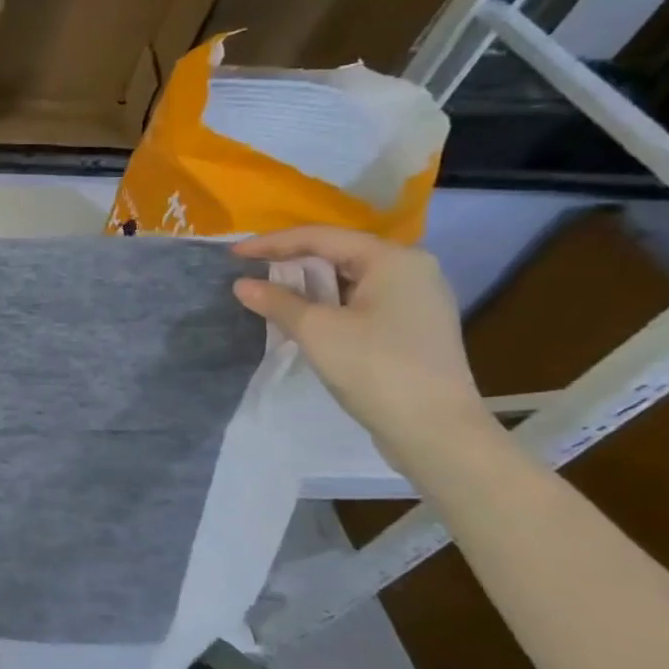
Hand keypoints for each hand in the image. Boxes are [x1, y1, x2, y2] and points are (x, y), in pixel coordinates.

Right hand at [231, 226, 492, 458]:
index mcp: (393, 259)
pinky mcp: (412, 326)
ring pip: (348, 278)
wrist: (435, 430)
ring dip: (307, 284)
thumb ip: (276, 301)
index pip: (321, 237)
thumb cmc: (376, 369)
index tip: (233, 255)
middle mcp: (411, 269)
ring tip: (269, 293)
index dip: (272, 243)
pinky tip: (303, 316)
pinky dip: (327, 303)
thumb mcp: (317, 331)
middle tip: (249, 271)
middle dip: (290, 261)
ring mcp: (416, 299)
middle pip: (337, 254)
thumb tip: (242, 284)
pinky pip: (360, 300)